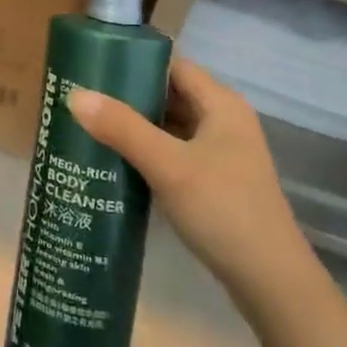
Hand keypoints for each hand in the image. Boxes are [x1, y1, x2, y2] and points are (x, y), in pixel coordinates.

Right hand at [66, 60, 319, 322]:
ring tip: (90, 127)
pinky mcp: (216, 183)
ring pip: (171, 126)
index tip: (94, 67)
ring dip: (136, 126)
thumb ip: (122, 128)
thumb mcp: (168, 166)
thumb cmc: (223, 211)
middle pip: (170, 95)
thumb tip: (74, 94)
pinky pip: (174, 154)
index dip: (135, 62)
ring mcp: (222, 154)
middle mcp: (224, 122)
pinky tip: (116, 163)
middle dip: (129, 96)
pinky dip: (147, 153)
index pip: (172, 65)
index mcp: (222, 104)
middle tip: (83, 98)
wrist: (271, 284)